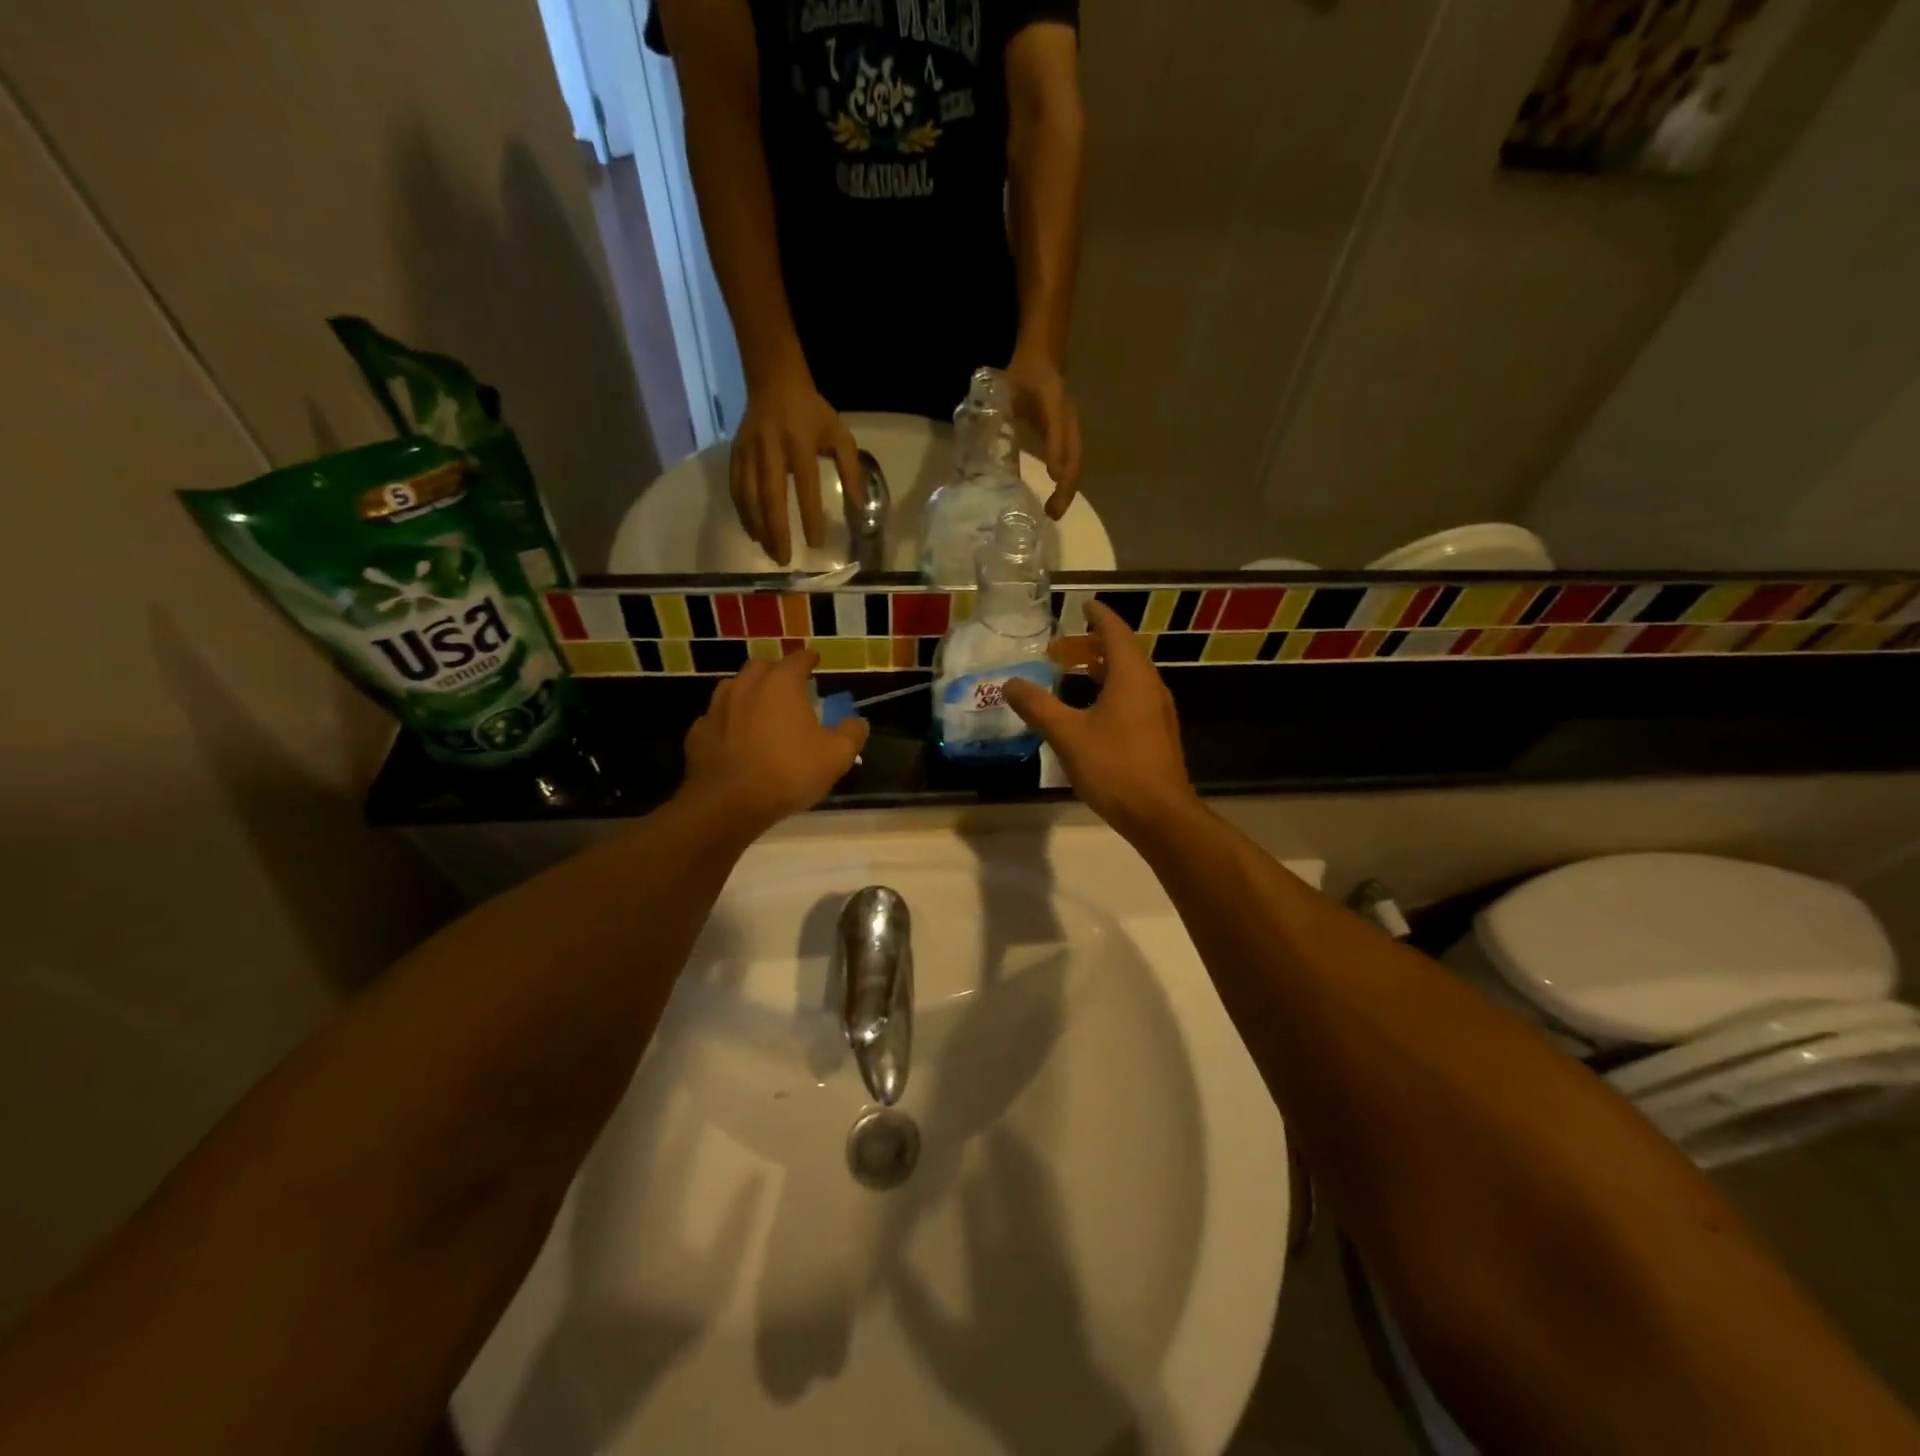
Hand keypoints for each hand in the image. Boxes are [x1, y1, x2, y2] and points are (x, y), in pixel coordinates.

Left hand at [681, 650, 868, 829]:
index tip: (815, 661)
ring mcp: (716, 709)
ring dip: (747, 694)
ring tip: (759, 709)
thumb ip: (852, 733)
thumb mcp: (837, 756)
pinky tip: (733, 739)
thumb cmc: (789, 771)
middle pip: (761, 667)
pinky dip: (727, 724)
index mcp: (781, 684)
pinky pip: (715, 720)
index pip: (798, 659)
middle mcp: (745, 686)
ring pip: (733, 689)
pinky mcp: (698, 734)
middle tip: (788, 686)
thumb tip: (857, 722)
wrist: (729, 803)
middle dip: (776, 671)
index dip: (809, 659)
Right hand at [730, 368, 863, 565]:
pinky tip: (754, 533)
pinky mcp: (735, 454)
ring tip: (770, 551)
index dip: (810, 515)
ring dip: (758, 528)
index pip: (805, 486)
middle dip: (776, 531)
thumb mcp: (840, 435)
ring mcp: (749, 452)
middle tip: (784, 559)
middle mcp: (771, 449)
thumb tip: (859, 506)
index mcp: (800, 443)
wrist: (774, 382)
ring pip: (748, 496)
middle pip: (770, 496)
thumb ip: (851, 470)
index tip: (816, 543)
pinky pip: (736, 489)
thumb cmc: (812, 413)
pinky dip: (744, 514)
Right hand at [1001, 601, 1195, 836]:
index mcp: (1131, 676)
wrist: (1159, 814)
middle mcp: (1150, 686)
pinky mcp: (1157, 733)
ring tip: (1077, 669)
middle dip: (1098, 642)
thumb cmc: (1114, 767)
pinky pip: (1134, 697)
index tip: (1084, 604)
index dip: (1099, 615)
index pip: (1116, 632)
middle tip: (1068, 642)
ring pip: (1130, 677)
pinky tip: (1092, 709)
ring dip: (1105, 668)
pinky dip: (1112, 690)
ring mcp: (1158, 711)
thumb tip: (1010, 683)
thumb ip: (1038, 706)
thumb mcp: (1067, 735)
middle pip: (1125, 652)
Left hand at [1005, 347, 1081, 519]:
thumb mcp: (1004, 387)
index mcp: (1052, 400)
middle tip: (1052, 512)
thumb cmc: (1021, 376)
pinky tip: (1054, 502)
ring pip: (1075, 463)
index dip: (1056, 451)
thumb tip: (975, 440)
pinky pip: (1071, 463)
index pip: (1057, 428)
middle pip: (1074, 455)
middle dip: (1066, 485)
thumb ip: (991, 409)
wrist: (1044, 358)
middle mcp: (1067, 417)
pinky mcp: (1069, 438)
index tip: (1053, 477)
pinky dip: (1064, 485)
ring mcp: (1071, 429)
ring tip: (1054, 513)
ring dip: (1067, 490)